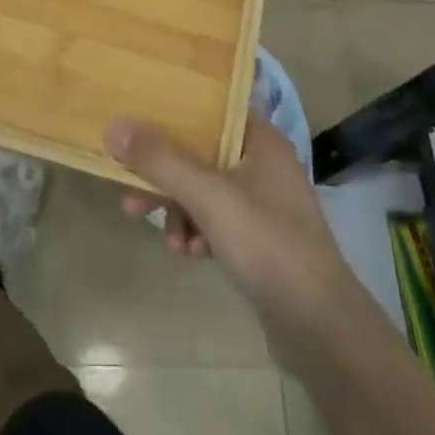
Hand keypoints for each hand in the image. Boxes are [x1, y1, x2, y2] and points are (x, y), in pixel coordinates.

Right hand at [105, 113, 359, 369]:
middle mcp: (263, 163)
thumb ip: (160, 161)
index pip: (212, 107)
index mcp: (260, 140)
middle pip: (200, 152)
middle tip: (129, 190)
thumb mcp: (209, 197)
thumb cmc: (268, 245)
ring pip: (203, 189)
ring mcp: (262, 203)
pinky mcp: (258, 238)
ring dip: (178, 208)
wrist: (320, 328)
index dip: (174, 108)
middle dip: (164, 172)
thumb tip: (114, 125)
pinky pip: (215, 220)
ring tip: (166, 237)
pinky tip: (189, 255)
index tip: (136, 115)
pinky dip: (197, 231)